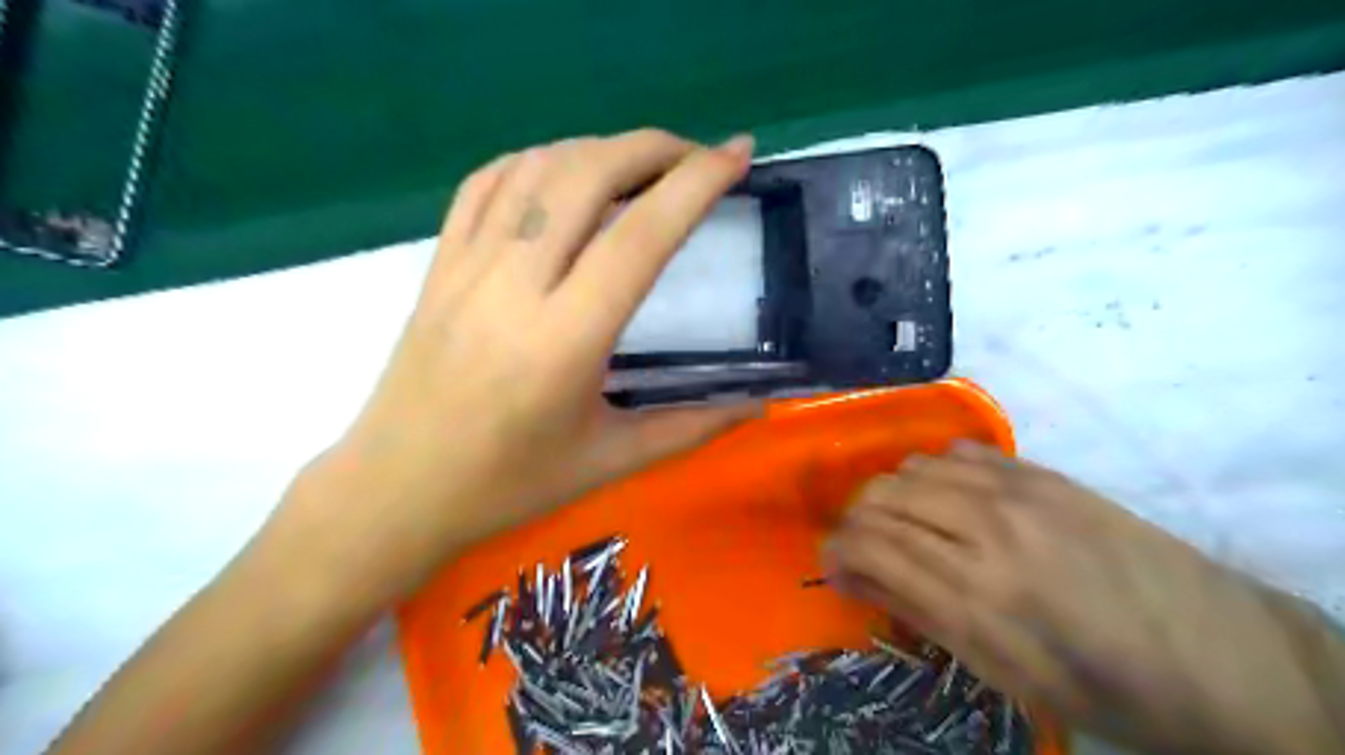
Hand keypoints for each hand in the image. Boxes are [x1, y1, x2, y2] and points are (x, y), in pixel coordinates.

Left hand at [281, 128, 759, 602]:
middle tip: (697, 157)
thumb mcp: (611, 461)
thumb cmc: (508, 485)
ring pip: (536, 167)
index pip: (640, 236)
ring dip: (599, 147)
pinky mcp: (437, 264)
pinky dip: (536, 160)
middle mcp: (514, 287)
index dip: (695, 183)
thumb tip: (758, 403)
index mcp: (565, 340)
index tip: (737, 154)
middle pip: (586, 175)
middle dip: (653, 147)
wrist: (396, 490)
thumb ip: (693, 427)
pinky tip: (564, 174)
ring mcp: (466, 267)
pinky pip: (485, 183)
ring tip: (641, 163)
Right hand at [827, 446, 1337, 754]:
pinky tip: (952, 498)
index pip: (866, 545)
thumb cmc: (1100, 685)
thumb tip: (853, 576)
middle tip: (866, 548)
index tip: (834, 566)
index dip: (836, 552)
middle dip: (857, 521)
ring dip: (894, 495)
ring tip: (910, 523)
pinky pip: (960, 451)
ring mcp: (1016, 493)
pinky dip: (937, 472)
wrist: (1219, 656)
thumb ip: (916, 612)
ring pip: (914, 467)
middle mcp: (983, 531)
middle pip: (880, 496)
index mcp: (970, 596)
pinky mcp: (1044, 474)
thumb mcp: (998, 671)